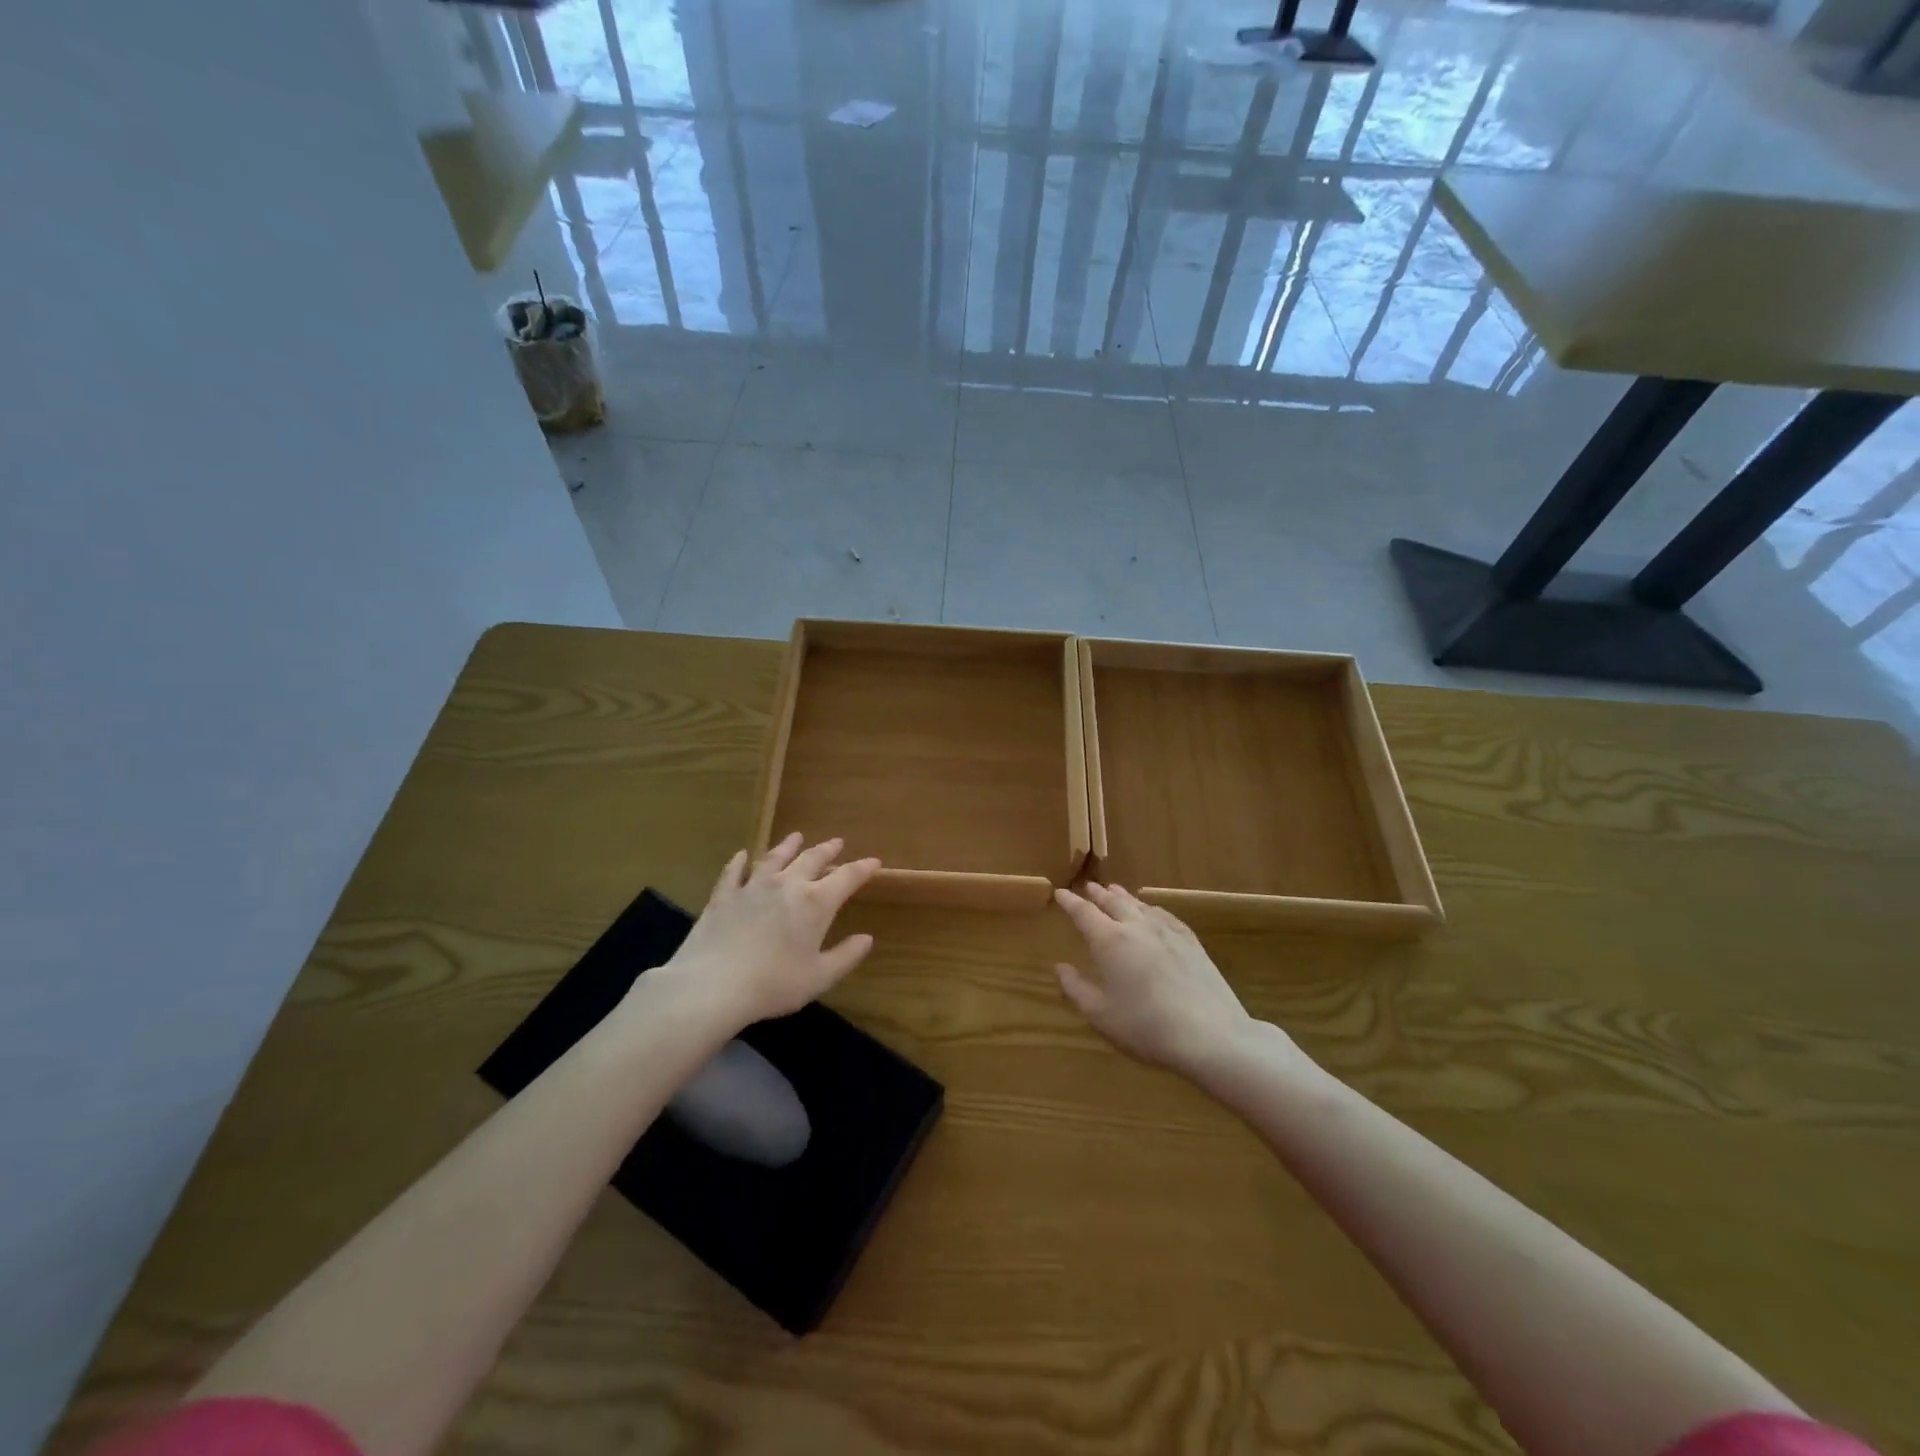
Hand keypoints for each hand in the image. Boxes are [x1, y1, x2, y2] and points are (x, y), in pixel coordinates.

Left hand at [656, 833, 880, 1030]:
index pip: (847, 877)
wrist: (713, 985)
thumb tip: (866, 939)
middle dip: (827, 850)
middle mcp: (787, 885)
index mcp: (816, 903)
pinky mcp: (724, 896)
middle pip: (811, 859)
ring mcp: (753, 886)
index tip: (874, 862)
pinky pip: (733, 872)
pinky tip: (741, 855)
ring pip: (774, 858)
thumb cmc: (774, 984)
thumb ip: (846, 956)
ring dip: (788, 846)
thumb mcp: (819, 977)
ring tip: (796, 836)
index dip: (862, 868)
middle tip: (837, 842)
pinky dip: (739, 862)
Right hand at [1053, 883, 1272, 1077]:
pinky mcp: (1191, 942)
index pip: (1084, 913)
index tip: (1060, 893)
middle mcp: (1136, 927)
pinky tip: (1153, 911)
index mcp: (1109, 941)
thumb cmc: (1146, 1026)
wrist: (1210, 1034)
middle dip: (1098, 894)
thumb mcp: (1100, 1015)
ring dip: (1123, 896)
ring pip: (1140, 905)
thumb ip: (1076, 988)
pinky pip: (1165, 915)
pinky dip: (1151, 908)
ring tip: (1115, 890)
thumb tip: (1060, 967)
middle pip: (1113, 902)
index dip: (1070, 902)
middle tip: (1088, 887)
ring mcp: (1167, 932)